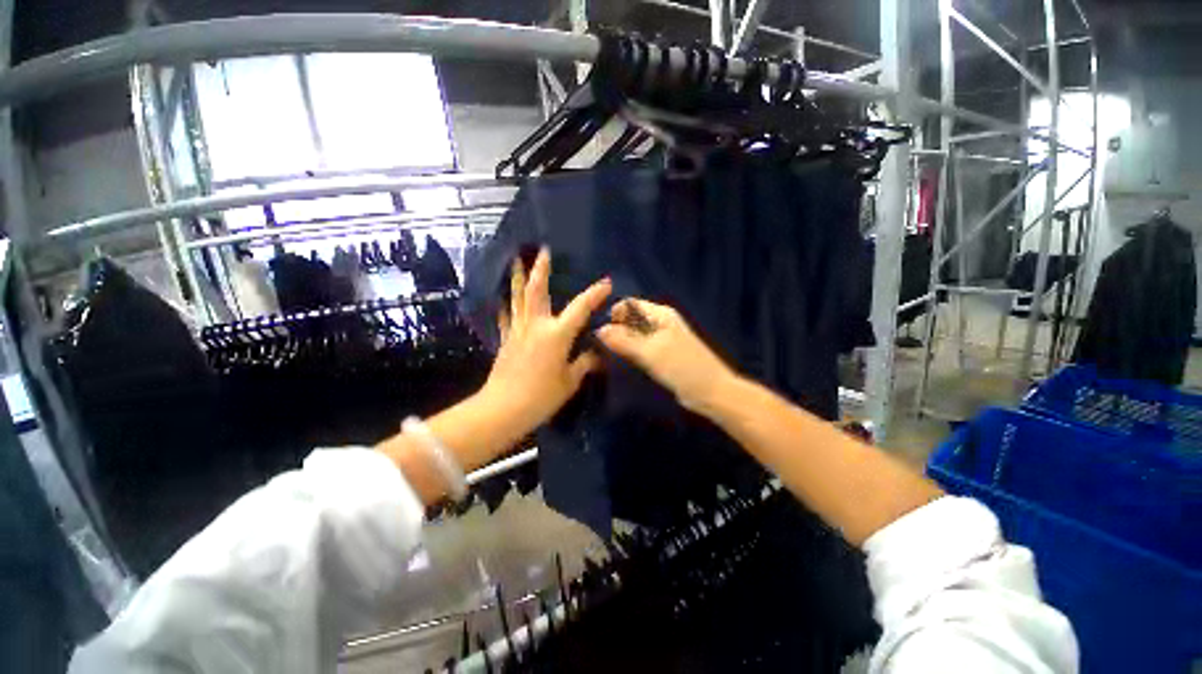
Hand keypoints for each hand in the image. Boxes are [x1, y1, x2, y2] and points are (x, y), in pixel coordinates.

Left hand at [481, 247, 611, 434]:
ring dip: (518, 278)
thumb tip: (596, 355)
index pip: (580, 309)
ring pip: (517, 298)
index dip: (594, 294)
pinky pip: (506, 316)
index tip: (606, 283)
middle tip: (543, 251)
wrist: (503, 409)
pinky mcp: (505, 340)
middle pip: (536, 291)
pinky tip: (504, 298)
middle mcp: (535, 326)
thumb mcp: (569, 381)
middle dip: (541, 270)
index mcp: (556, 335)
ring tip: (516, 261)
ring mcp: (517, 330)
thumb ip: (584, 364)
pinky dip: (506, 304)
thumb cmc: (541, 397)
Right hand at [596, 298, 736, 413]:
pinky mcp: (661, 355)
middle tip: (602, 348)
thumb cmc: (682, 367)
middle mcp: (660, 322)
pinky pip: (640, 348)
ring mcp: (661, 339)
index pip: (629, 304)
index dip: (614, 315)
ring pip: (634, 335)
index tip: (600, 333)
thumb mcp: (650, 352)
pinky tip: (622, 363)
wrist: (711, 392)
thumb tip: (599, 330)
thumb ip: (624, 340)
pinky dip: (631, 353)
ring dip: (622, 343)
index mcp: (660, 314)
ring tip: (609, 356)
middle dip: (616, 330)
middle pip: (630, 319)